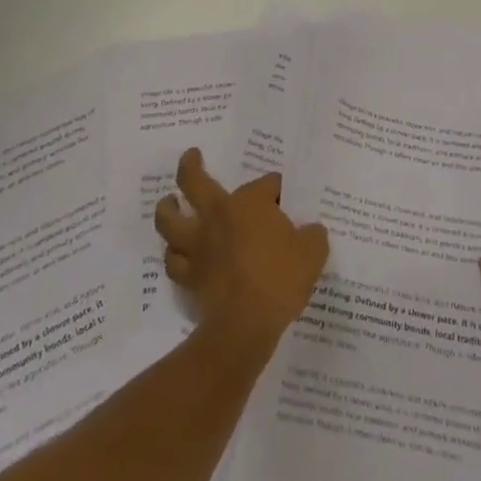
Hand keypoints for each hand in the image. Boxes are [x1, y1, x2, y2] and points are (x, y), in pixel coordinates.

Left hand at [155, 149, 328, 355]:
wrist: (246, 323)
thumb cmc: (280, 279)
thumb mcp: (312, 253)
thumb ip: (312, 236)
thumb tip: (311, 231)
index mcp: (249, 202)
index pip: (266, 183)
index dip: (276, 188)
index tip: (284, 197)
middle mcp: (217, 215)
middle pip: (194, 181)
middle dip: (190, 165)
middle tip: (192, 156)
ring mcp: (199, 244)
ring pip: (170, 219)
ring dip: (167, 208)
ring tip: (169, 203)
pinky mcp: (189, 275)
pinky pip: (173, 260)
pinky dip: (174, 255)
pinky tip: (177, 254)